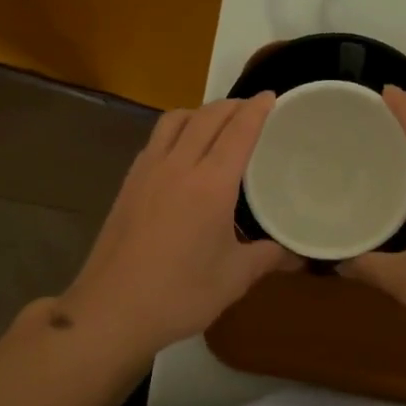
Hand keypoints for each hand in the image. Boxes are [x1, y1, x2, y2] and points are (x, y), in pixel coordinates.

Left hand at [57, 96, 292, 360]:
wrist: (111, 310)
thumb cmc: (180, 294)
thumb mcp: (234, 278)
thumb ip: (266, 257)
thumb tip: (294, 253)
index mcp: (211, 184)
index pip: (239, 131)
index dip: (258, 109)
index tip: (272, 96)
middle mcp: (178, 166)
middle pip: (207, 116)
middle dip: (233, 105)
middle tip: (253, 108)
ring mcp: (148, 171)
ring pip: (175, 120)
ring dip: (201, 111)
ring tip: (217, 122)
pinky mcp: (129, 184)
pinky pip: (156, 139)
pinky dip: (177, 130)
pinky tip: (182, 151)